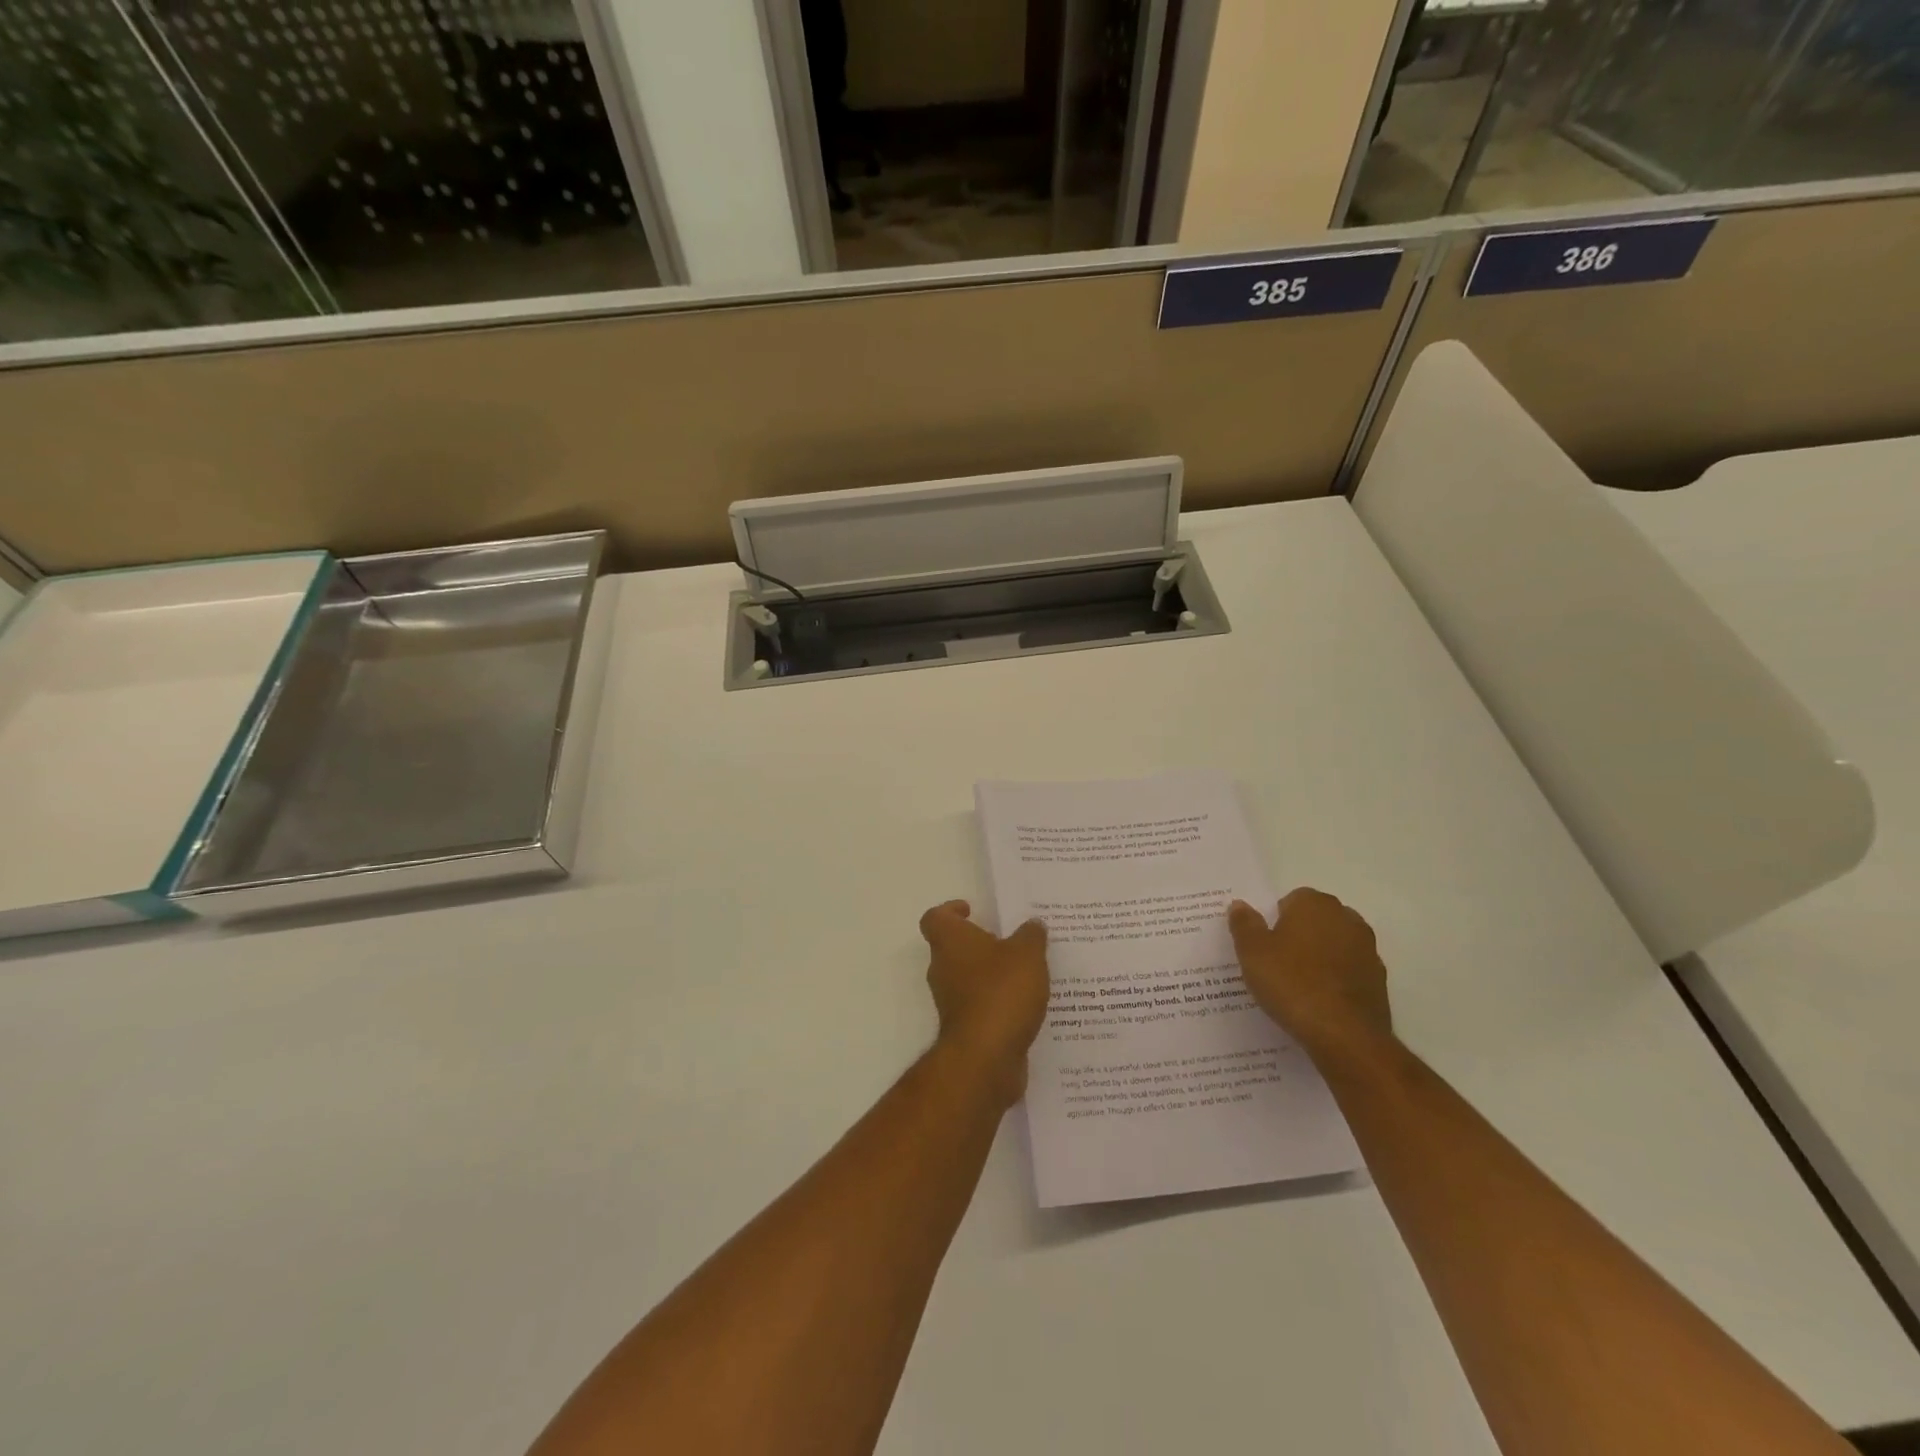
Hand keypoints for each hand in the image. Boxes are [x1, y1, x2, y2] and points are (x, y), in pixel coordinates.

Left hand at [920, 901, 1050, 1104]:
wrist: (986, 1057)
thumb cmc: (1000, 992)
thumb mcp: (1027, 954)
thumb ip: (1031, 936)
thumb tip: (1033, 925)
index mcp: (950, 942)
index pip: (936, 918)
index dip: (950, 911)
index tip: (971, 910)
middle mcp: (943, 969)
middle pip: (952, 948)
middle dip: (979, 944)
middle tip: (1010, 942)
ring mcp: (951, 1001)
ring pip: (967, 979)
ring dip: (990, 975)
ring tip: (1026, 973)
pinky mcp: (965, 1029)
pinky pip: (980, 1006)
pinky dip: (997, 1003)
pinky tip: (1026, 1004)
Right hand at [1229, 889, 1391, 1056]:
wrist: (1345, 1035)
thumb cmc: (1292, 983)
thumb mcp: (1252, 952)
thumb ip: (1244, 924)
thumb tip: (1240, 905)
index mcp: (1315, 905)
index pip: (1292, 900)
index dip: (1275, 920)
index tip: (1264, 944)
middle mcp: (1346, 919)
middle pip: (1316, 920)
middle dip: (1299, 935)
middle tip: (1277, 962)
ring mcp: (1368, 950)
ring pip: (1335, 945)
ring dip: (1319, 957)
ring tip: (1297, 985)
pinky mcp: (1379, 981)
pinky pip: (1349, 971)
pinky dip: (1336, 980)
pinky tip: (1319, 1001)